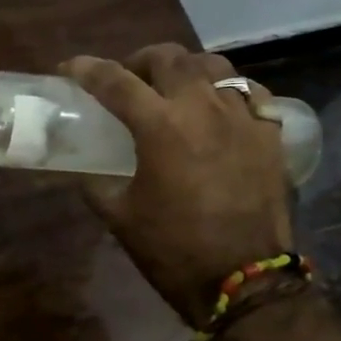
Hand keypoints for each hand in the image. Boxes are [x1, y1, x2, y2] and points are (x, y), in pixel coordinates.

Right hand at [64, 44, 291, 326]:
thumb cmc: (173, 249)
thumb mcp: (119, 216)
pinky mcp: (270, 135)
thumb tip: (84, 169)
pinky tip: (218, 108)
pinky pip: (250, 93)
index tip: (70, 68)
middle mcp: (202, 109)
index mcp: (159, 127)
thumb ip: (96, 183)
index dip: (87, 69)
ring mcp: (242, 118)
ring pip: (213, 66)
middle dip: (139, 60)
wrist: (244, 283)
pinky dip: (228, 91)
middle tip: (127, 80)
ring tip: (174, 88)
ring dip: (185, 69)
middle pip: (168, 57)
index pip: (114, 81)